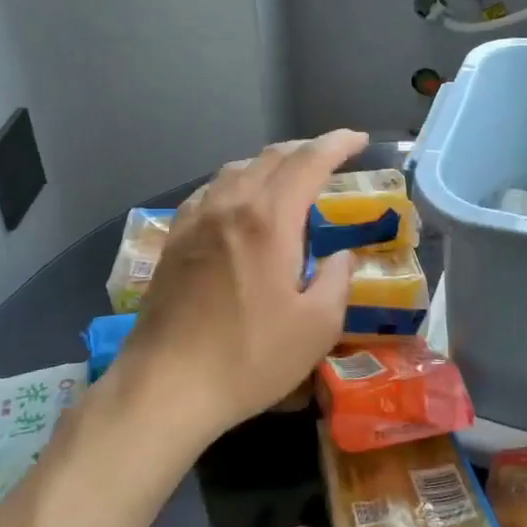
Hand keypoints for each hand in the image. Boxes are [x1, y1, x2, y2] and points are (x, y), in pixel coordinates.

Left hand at [117, 130, 368, 446]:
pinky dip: (236, 184)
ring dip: (269, 164)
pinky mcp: (174, 240)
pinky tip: (238, 204)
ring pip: (236, 170)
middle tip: (330, 157)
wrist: (167, 385)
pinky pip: (210, 192)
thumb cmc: (249, 357)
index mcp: (269, 220)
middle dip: (305, 149)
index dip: (337, 144)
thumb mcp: (317, 327)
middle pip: (270, 158)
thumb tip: (339, 255)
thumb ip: (337, 280)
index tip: (359, 140)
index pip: (308, 161)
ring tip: (288, 177)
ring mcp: (195, 221)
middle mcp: (230, 206)